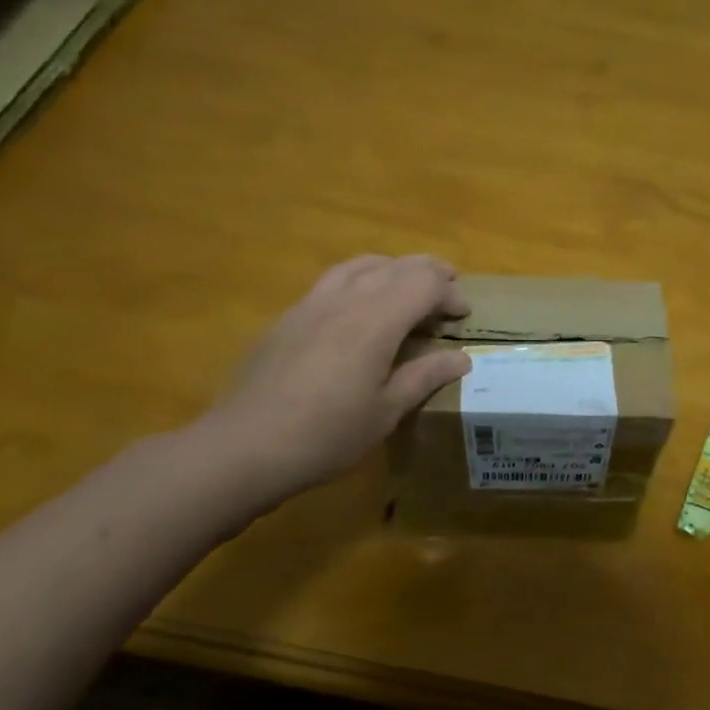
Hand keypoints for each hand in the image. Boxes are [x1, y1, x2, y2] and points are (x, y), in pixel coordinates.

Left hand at [199, 255, 471, 502]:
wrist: (246, 445)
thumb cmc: (327, 435)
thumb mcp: (386, 412)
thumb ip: (424, 377)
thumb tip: (461, 358)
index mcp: (376, 321)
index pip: (424, 284)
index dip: (450, 294)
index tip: (463, 316)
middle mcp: (346, 299)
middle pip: (396, 266)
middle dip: (428, 272)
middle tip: (448, 288)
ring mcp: (312, 304)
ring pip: (361, 265)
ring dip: (393, 269)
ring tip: (407, 287)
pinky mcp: (289, 317)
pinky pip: (333, 280)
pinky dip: (361, 279)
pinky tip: (360, 308)